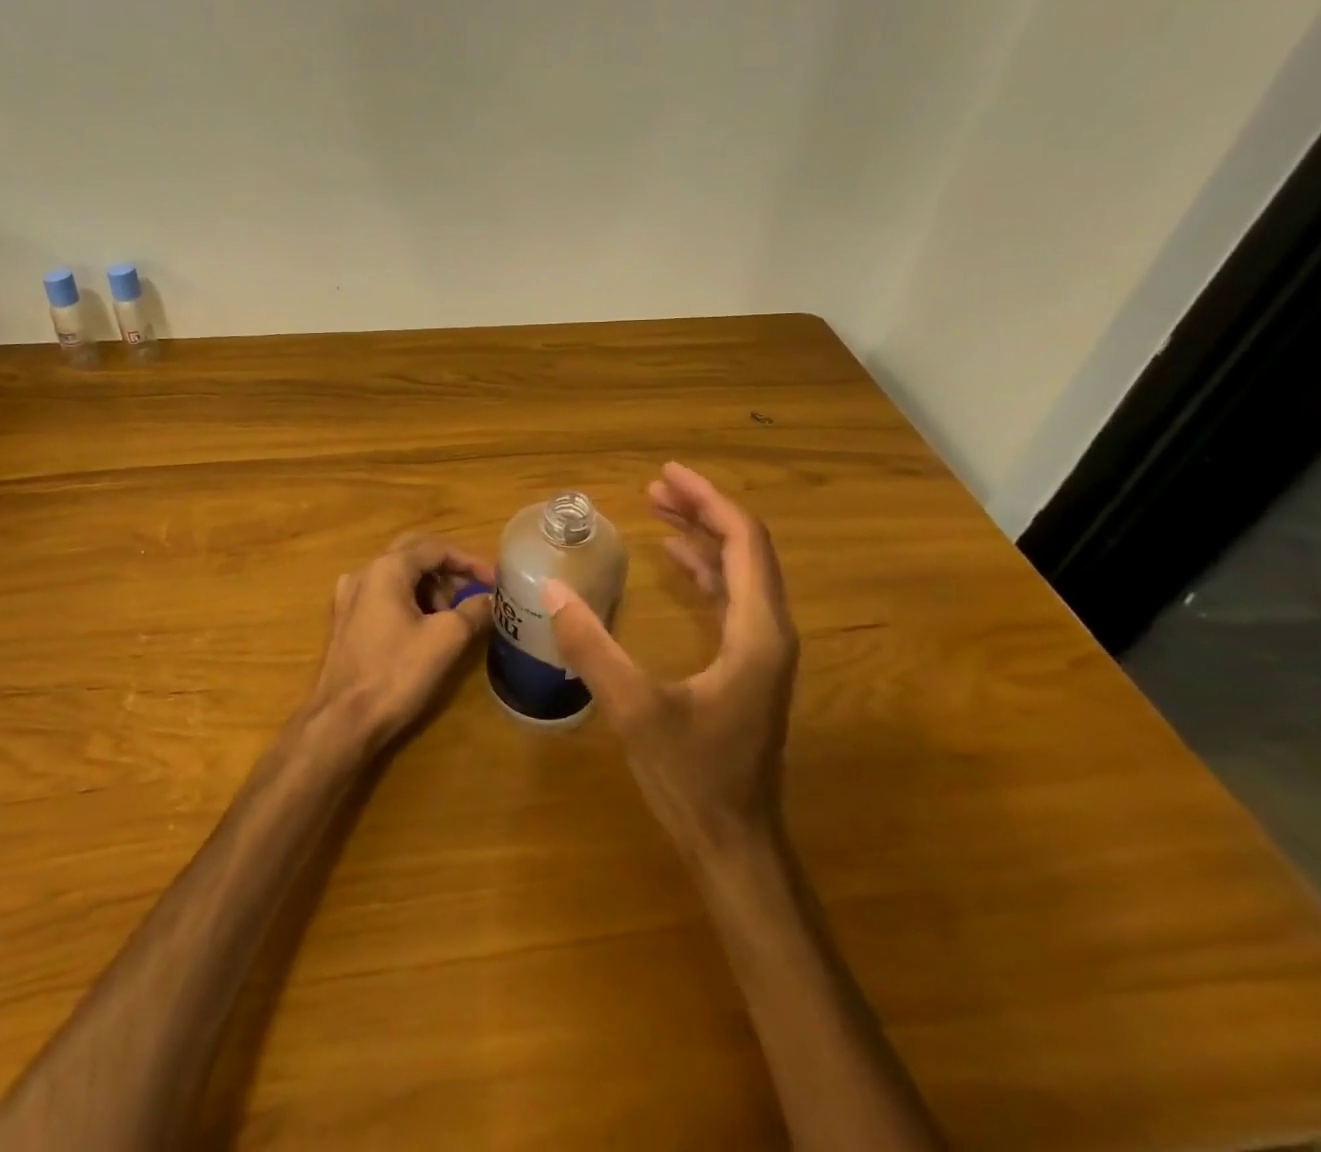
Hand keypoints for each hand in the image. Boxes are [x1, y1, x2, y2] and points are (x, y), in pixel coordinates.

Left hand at [310, 534, 495, 748]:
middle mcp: (363, 573)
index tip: (495, 581)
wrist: (343, 720)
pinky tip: (425, 626)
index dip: (470, 561)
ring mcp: (349, 597)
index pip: (436, 548)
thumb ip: (474, 611)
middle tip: (475, 591)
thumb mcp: (446, 639)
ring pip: (398, 575)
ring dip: (429, 587)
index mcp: (386, 568)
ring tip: (453, 615)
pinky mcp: (346, 620)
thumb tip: (491, 599)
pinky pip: (383, 595)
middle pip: (414, 554)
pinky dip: (409, 600)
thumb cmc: (396, 673)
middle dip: (448, 570)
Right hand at [543, 462, 798, 859]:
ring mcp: (761, 650)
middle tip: (653, 488)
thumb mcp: (635, 710)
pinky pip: (730, 599)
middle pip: (744, 549)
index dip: (708, 501)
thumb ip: (593, 647)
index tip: (666, 475)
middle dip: (701, 511)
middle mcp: (768, 632)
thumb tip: (552, 588)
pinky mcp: (746, 666)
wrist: (735, 844)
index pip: (743, 542)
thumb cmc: (693, 777)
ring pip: (739, 572)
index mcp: (757, 632)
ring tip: (657, 512)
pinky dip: (703, 571)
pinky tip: (675, 563)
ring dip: (701, 538)